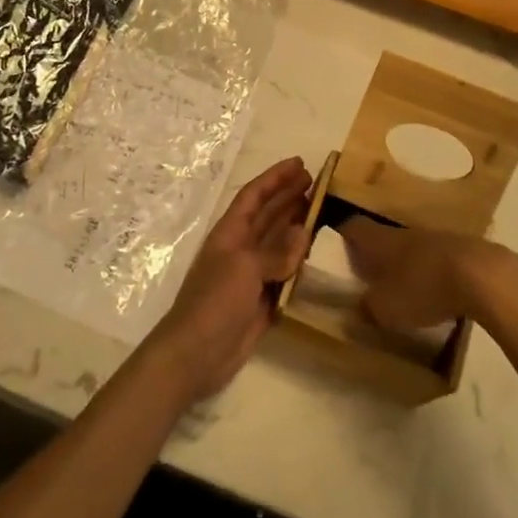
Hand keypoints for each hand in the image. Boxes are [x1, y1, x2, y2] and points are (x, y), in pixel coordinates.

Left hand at [148, 157, 311, 402]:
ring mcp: (250, 276)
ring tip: (320, 210)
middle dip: (289, 197)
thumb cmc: (215, 302)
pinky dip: (298, 263)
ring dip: (296, 226)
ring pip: (278, 243)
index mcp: (230, 233)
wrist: (196, 354)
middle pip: (267, 215)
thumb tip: (302, 232)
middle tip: (317, 182)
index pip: (254, 196)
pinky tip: (314, 255)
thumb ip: (276, 251)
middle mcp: (240, 249)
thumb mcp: (244, 268)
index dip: (275, 178)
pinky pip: (284, 274)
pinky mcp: (261, 301)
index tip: (300, 163)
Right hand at [338, 219, 514, 330]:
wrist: (483, 276)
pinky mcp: (465, 250)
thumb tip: (361, 305)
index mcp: (381, 240)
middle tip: (371, 277)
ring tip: (406, 289)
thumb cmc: (423, 287)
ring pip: (414, 248)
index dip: (343, 237)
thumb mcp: (386, 308)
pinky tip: (440, 294)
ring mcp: (438, 238)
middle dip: (377, 255)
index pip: (354, 227)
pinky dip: (435, 273)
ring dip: (408, 265)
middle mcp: (406, 232)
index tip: (336, 252)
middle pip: (385, 237)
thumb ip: (369, 307)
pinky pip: (441, 259)